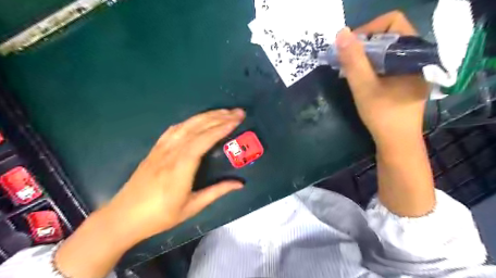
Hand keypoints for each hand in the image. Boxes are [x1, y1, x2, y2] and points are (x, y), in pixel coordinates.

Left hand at [106, 107, 245, 240]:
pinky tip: (199, 119)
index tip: (236, 121)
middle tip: (237, 112)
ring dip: (206, 116)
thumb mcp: (192, 207)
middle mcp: (170, 153)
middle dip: (219, 117)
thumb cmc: (159, 216)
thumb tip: (240, 184)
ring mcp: (161, 149)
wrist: (123, 217)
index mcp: (180, 168)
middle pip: (196, 128)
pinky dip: (190, 121)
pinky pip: (174, 129)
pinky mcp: (155, 148)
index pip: (203, 141)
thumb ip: (217, 192)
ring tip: (223, 111)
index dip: (220, 128)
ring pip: (186, 125)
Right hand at [338, 11, 430, 147]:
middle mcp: (417, 57)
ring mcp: (412, 69)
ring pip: (386, 50)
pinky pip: (387, 63)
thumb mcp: (364, 87)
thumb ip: (353, 60)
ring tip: (349, 70)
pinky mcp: (405, 79)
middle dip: (363, 45)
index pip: (393, 22)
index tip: (349, 49)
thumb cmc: (382, 115)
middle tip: (346, 61)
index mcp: (414, 54)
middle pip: (389, 35)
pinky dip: (371, 66)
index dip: (368, 30)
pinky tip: (360, 78)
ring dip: (365, 57)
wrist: (397, 142)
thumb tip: (341, 33)